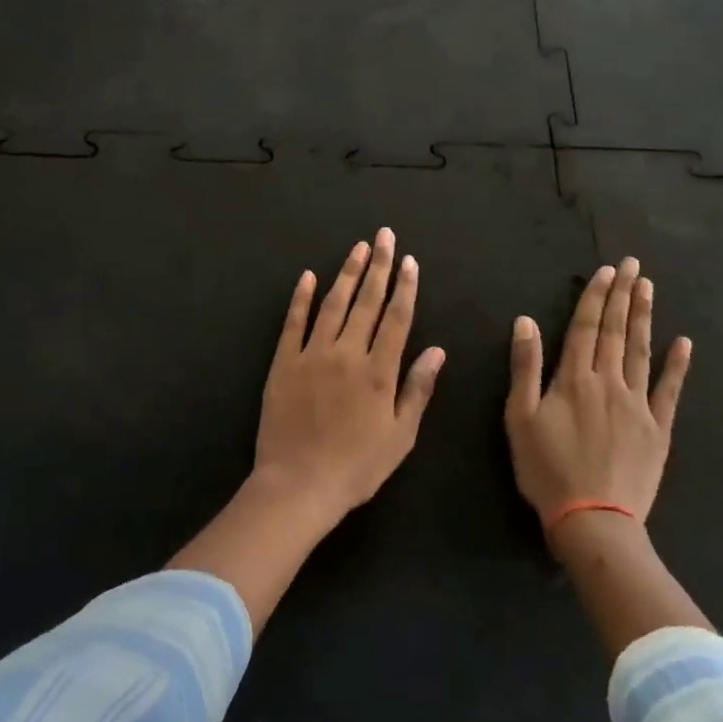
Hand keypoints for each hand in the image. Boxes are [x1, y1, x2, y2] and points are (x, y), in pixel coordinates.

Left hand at [251, 228, 445, 524]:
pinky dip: (300, 297)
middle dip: (378, 265)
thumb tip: (438, 350)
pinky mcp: (284, 363)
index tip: (409, 260)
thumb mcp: (400, 437)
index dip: (404, 287)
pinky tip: (308, 275)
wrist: (298, 486)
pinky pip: (294, 322)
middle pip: (366, 301)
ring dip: (347, 273)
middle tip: (384, 236)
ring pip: (333, 304)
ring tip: (358, 248)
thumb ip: (418, 389)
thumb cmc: (356, 467)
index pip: (396, 318)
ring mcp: (313, 355)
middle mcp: (347, 353)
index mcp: (378, 372)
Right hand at [505, 258, 691, 534]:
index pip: (586, 327)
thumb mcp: (520, 418)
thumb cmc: (547, 470)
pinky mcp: (658, 429)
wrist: (593, 521)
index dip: (595, 296)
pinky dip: (677, 365)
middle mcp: (608, 382)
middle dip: (622, 295)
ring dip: (644, 317)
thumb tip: (526, 321)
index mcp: (574, 378)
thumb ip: (525, 367)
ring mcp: (637, 404)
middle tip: (632, 264)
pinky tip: (683, 342)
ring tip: (648, 287)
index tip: (606, 270)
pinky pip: (669, 391)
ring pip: (641, 351)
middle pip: (616, 331)